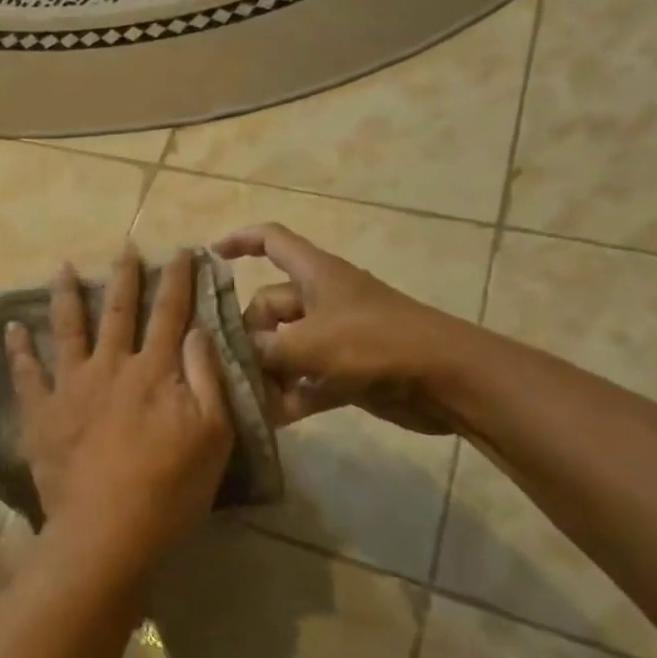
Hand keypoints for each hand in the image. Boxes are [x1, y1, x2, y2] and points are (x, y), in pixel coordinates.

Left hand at [6, 248, 234, 582]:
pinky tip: (11, 327)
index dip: (178, 280)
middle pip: (119, 311)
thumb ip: (207, 378)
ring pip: (69, 328)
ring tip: (62, 267)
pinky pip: (26, 373)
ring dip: (67, 295)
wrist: (107, 530)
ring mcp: (72, 386)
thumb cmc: (170, 488)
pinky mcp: (43, 411)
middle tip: (124, 248)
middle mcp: (112, 366)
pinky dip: (18, 348)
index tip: (180, 251)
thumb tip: (198, 330)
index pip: (171, 313)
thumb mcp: (213, 435)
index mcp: (155, 371)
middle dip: (125, 276)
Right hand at [214, 223, 476, 433]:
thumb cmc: (375, 343)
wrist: (446, 380)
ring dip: (267, 371)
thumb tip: (235, 353)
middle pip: (269, 306)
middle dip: (248, 335)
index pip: (271, 241)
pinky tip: (271, 417)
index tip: (209, 256)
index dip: (240, 240)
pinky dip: (291, 394)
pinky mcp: (348, 370)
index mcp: (315, 274)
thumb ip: (264, 348)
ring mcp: (336, 336)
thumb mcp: (309, 343)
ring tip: (243, 396)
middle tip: (230, 364)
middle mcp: (322, 300)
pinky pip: (307, 378)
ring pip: (285, 347)